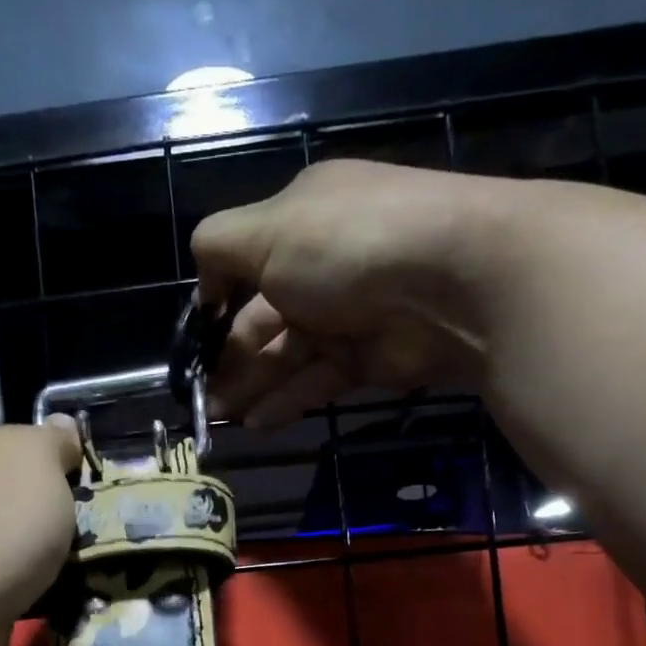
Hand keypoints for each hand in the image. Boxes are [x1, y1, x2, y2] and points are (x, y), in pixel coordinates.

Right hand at [191, 159, 518, 428]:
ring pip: (286, 356)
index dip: (214, 305)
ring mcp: (346, 315)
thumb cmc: (347, 245)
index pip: (244, 266)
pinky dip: (286, 400)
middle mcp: (321, 267)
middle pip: (261, 319)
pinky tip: (256, 423)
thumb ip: (219, 248)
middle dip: (228, 358)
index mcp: (298, 223)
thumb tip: (203, 285)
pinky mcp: (368, 359)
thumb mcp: (267, 228)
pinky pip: (317, 381)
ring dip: (251, 386)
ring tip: (218, 418)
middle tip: (201, 397)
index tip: (193, 344)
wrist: (452, 280)